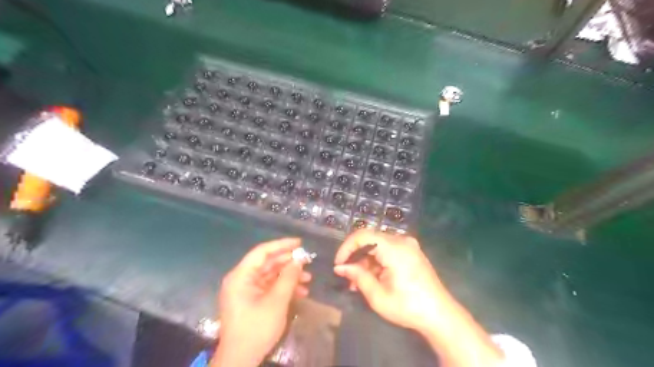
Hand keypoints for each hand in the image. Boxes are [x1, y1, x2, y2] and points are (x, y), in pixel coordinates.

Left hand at [210, 237, 308, 366]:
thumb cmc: (256, 328)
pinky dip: (284, 287)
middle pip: (267, 263)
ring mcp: (246, 290)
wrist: (240, 360)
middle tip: (308, 262)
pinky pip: (269, 287)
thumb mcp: (276, 301)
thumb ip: (288, 277)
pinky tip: (301, 291)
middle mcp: (242, 279)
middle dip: (289, 263)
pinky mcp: (252, 300)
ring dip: (289, 276)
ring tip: (308, 279)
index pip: (262, 251)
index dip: (282, 245)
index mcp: (241, 276)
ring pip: (271, 275)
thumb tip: (299, 259)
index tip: (300, 243)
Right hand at [335, 232, 447, 332]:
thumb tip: (340, 267)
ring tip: (358, 283)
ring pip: (377, 246)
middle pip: (370, 240)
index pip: (362, 235)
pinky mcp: (411, 252)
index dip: (346, 247)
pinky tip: (372, 278)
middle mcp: (401, 240)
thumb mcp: (378, 295)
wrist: (440, 315)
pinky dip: (377, 262)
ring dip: (365, 261)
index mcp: (394, 248)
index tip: (339, 264)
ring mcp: (408, 245)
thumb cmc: (408, 307)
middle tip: (347, 277)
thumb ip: (357, 276)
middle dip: (356, 257)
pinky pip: (387, 250)